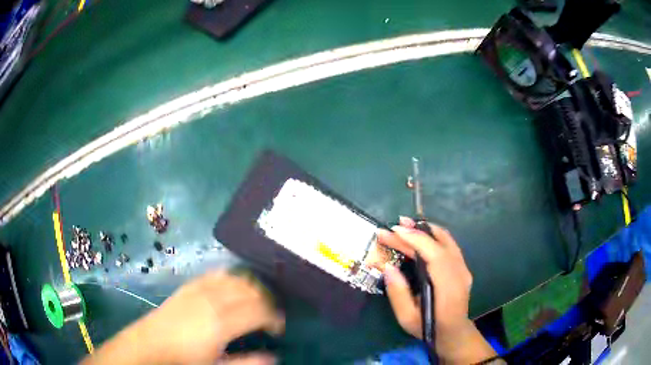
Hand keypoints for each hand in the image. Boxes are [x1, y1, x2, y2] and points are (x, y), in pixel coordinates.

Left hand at [84, 271, 283, 364]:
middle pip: (251, 290)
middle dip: (267, 301)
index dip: (275, 317)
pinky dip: (232, 277)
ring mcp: (200, 288)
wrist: (152, 344)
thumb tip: (274, 357)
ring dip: (252, 287)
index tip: (278, 329)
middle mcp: (214, 299)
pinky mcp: (190, 284)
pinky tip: (234, 287)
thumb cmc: (186, 359)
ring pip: (236, 278)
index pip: (260, 310)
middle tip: (271, 316)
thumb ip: (248, 362)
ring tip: (256, 301)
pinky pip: (217, 274)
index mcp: (222, 321)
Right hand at [377, 218, 498, 363]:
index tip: (394, 231)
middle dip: (414, 232)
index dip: (415, 239)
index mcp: (447, 288)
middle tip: (392, 227)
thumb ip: (398, 293)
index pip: (435, 254)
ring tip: (405, 225)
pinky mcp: (462, 266)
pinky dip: (433, 235)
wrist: (454, 332)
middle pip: (439, 243)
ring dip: (425, 229)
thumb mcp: (407, 318)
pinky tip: (420, 234)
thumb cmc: (428, 328)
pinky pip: (449, 243)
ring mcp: (463, 268)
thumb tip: (388, 267)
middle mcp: (459, 273)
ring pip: (447, 239)